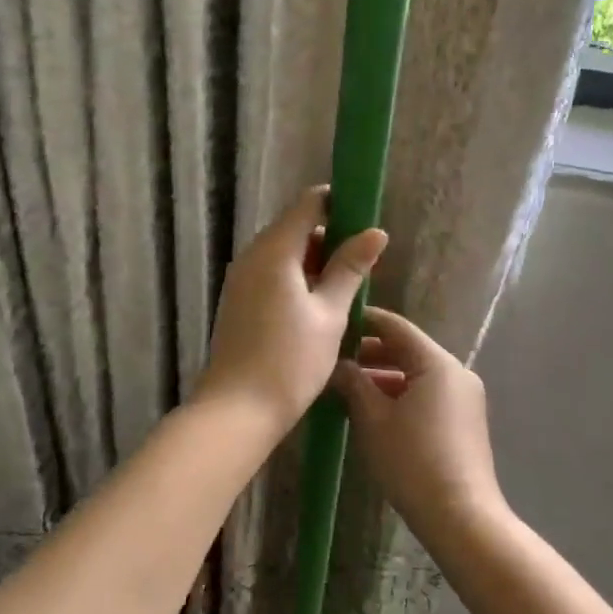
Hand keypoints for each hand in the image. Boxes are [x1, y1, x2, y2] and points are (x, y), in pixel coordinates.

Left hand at [194, 186, 387, 438]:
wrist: (237, 410)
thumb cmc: (290, 360)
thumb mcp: (330, 314)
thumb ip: (350, 269)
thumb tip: (375, 232)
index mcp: (274, 250)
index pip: (308, 203)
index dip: (339, 204)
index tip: (365, 221)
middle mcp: (252, 256)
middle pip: (294, 228)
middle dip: (329, 238)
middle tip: (362, 264)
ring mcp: (240, 279)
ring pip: (283, 253)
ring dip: (314, 262)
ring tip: (346, 289)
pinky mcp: (238, 301)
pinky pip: (271, 274)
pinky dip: (296, 279)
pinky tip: (318, 307)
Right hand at [332, 306, 506, 550]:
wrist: (461, 518)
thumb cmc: (412, 461)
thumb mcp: (372, 419)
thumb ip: (353, 383)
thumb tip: (337, 365)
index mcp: (437, 363)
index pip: (395, 326)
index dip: (363, 321)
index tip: (335, 325)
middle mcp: (456, 372)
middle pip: (407, 349)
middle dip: (369, 353)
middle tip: (333, 359)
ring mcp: (463, 397)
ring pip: (416, 374)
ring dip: (382, 376)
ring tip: (346, 387)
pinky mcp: (463, 420)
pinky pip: (427, 394)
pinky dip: (400, 394)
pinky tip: (372, 410)